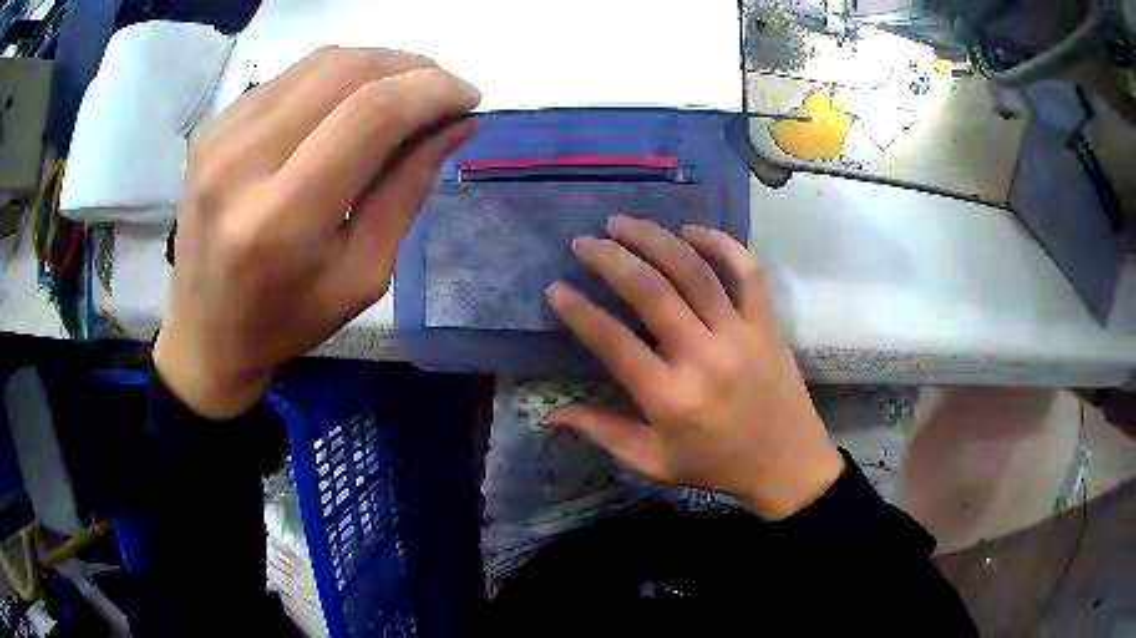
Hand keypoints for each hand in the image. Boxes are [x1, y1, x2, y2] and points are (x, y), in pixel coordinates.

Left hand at [153, 47, 479, 418]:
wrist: (206, 332)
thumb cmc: (286, 320)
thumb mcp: (362, 276)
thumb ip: (407, 190)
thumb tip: (456, 123)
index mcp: (281, 219)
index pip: (371, 115)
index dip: (432, 91)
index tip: (468, 98)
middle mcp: (242, 162)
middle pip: (346, 72)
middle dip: (412, 68)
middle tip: (441, 92)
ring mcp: (221, 137)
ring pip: (320, 62)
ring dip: (377, 65)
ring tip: (404, 92)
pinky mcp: (213, 126)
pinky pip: (290, 76)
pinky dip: (335, 77)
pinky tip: (349, 102)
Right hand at [546, 216, 842, 518]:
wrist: (786, 464)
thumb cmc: (716, 465)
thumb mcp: (653, 461)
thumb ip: (603, 433)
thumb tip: (551, 414)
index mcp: (671, 398)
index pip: (613, 341)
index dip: (579, 311)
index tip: (556, 288)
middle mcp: (704, 357)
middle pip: (651, 292)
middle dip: (609, 259)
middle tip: (583, 242)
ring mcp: (741, 334)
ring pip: (694, 270)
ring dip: (654, 239)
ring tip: (622, 223)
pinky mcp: (767, 324)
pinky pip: (747, 270)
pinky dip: (720, 243)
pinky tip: (690, 231)